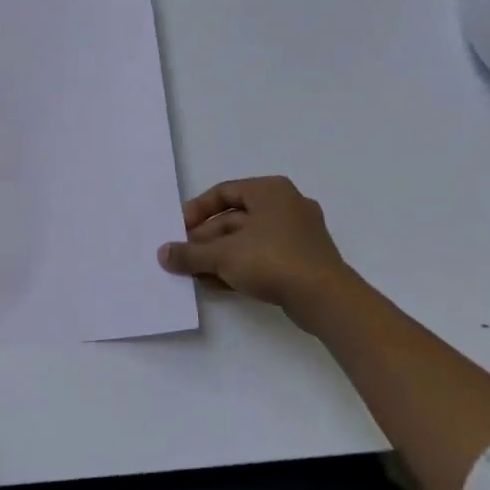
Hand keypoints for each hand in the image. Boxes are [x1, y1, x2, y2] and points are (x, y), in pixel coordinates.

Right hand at [157, 177, 357, 330]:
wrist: (326, 299)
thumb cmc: (272, 260)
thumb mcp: (222, 255)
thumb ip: (189, 253)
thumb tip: (163, 254)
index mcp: (270, 190)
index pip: (223, 192)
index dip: (196, 211)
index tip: (178, 230)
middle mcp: (286, 205)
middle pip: (234, 218)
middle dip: (205, 239)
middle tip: (184, 257)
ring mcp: (298, 234)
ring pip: (247, 240)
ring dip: (219, 256)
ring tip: (195, 274)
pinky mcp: (302, 260)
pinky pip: (263, 256)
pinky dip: (239, 266)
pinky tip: (217, 284)